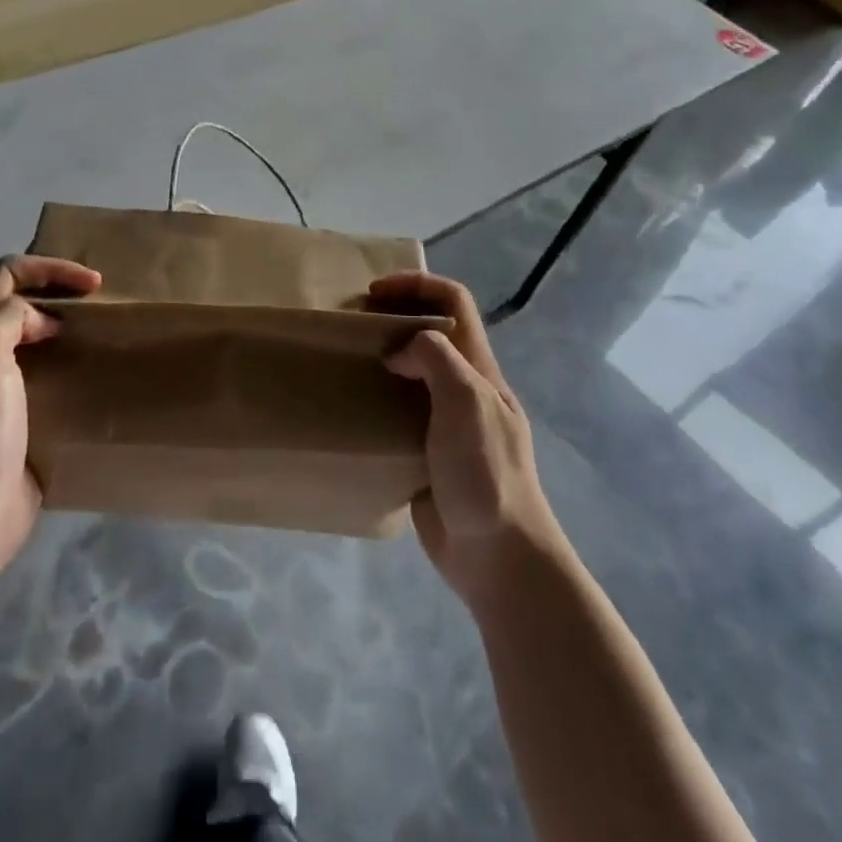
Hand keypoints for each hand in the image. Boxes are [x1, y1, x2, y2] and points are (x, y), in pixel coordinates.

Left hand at [0, 255, 101, 580]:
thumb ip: (7, 319)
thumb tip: (41, 321)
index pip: (5, 277)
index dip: (49, 269)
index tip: (92, 285)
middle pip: (19, 306)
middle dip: (59, 296)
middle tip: (101, 308)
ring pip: (34, 343)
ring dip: (67, 333)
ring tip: (103, 338)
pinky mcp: (18, 426)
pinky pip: (46, 382)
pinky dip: (69, 370)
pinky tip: (94, 380)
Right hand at [370, 271, 559, 605]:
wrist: (497, 557)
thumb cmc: (486, 473)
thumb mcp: (467, 401)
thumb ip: (434, 360)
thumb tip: (396, 352)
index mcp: (478, 368)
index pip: (454, 302)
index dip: (417, 284)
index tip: (374, 293)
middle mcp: (463, 387)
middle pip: (430, 332)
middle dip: (393, 317)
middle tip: (352, 326)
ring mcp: (445, 422)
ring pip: (411, 372)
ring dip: (381, 359)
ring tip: (344, 363)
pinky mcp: (426, 453)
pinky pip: (398, 413)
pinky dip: (375, 401)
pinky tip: (350, 410)